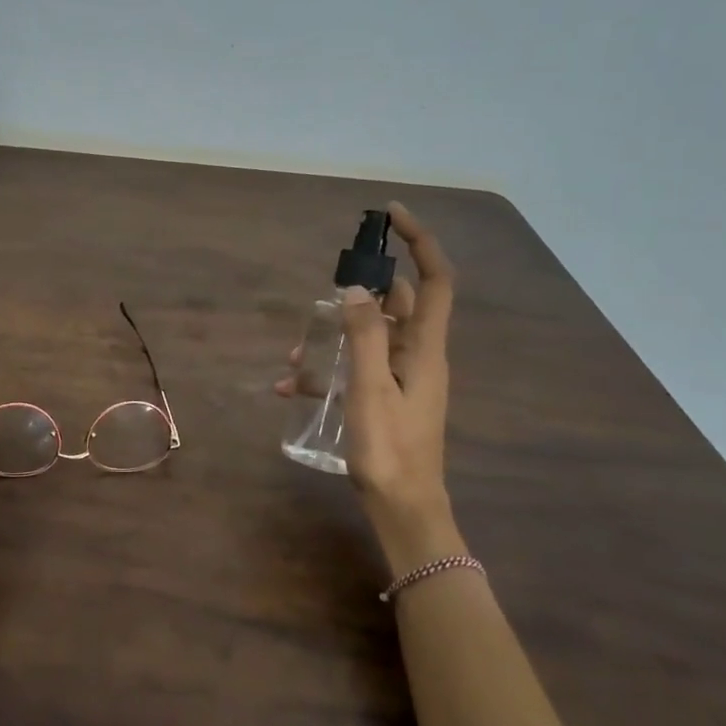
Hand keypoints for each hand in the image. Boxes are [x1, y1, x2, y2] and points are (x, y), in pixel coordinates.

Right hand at [278, 201, 455, 525]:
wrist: (402, 508)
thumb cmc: (390, 449)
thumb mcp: (371, 389)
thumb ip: (364, 337)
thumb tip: (355, 288)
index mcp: (426, 349)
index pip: (435, 281)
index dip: (420, 243)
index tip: (392, 216)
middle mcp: (418, 357)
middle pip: (396, 305)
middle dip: (358, 294)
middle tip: (323, 295)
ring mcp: (401, 378)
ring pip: (369, 337)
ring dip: (333, 337)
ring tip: (294, 356)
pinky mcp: (384, 397)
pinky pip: (356, 367)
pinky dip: (327, 369)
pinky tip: (290, 388)